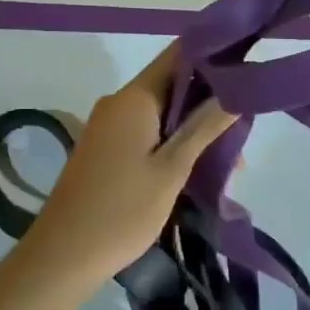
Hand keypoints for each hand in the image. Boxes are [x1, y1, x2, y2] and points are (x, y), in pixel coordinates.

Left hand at [10, 45, 235, 295]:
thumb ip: (204, 126)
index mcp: (134, 98)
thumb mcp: (172, 170)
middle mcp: (119, 103)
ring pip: (162, 113)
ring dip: (194, 128)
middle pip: (173, 84)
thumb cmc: (122, 210)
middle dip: (210, 101)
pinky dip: (173, 143)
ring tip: (231, 160)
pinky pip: (147, 133)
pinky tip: (199, 168)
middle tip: (247, 124)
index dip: (212, 52)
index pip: (178, 55)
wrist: (62, 256)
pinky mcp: (106, 150)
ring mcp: (109, 127)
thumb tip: (235, 89)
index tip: (246, 61)